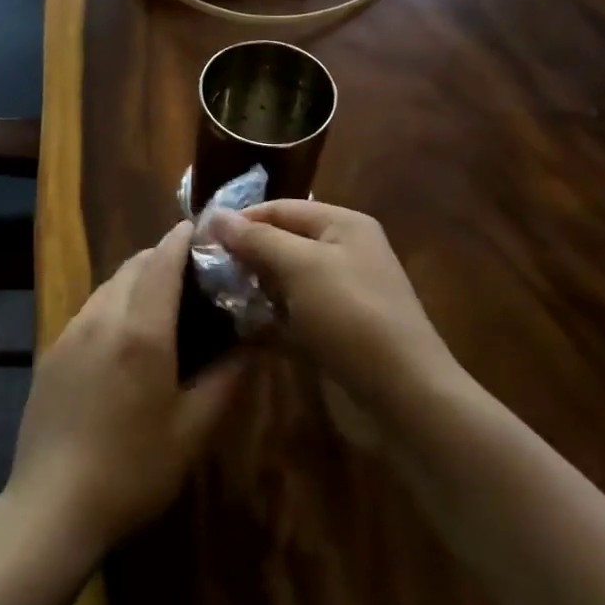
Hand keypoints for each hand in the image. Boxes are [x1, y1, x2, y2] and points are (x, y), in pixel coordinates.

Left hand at [4, 221, 245, 559]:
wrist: (50, 505)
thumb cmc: (133, 471)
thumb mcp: (193, 431)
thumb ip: (227, 378)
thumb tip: (254, 342)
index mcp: (141, 330)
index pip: (163, 260)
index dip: (183, 238)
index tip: (203, 229)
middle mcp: (103, 316)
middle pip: (134, 265)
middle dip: (162, 256)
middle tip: (192, 272)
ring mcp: (71, 330)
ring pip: (109, 284)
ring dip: (137, 279)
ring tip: (162, 302)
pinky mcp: (52, 350)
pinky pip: (90, 309)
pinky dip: (114, 302)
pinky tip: (124, 336)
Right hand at [207, 200, 461, 410]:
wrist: (404, 396)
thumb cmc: (351, 316)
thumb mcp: (300, 266)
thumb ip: (257, 239)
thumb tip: (216, 216)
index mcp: (342, 225)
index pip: (279, 208)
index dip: (240, 220)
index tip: (200, 238)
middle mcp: (343, 252)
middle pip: (281, 242)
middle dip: (244, 254)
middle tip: (203, 270)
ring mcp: (339, 294)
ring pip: (284, 281)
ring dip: (252, 287)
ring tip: (212, 297)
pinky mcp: (334, 331)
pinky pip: (292, 314)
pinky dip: (267, 318)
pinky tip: (237, 327)